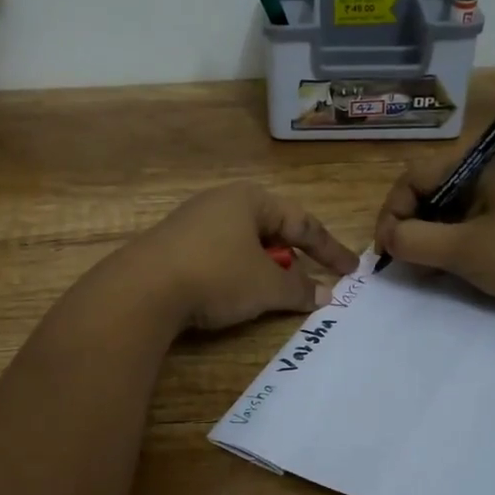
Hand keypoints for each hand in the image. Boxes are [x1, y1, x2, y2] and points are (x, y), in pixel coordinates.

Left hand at [120, 183, 360, 332]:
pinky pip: (218, 257)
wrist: (142, 289)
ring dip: (263, 270)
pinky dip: (236, 274)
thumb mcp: (266, 286)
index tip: (351, 271)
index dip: (330, 249)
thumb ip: (300, 289)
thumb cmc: (216, 275)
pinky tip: (232, 296)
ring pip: (243, 245)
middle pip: (271, 230)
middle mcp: (220, 203)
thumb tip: (325, 295)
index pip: (302, 222)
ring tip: (271, 295)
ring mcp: (192, 223)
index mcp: (250, 199)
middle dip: (292, 259)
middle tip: (309, 284)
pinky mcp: (172, 246)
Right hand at [373, 152, 494, 319]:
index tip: (385, 250)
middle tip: (400, 261)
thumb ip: (414, 241)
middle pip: (429, 192)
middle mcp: (490, 170)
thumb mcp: (464, 250)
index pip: (414, 177)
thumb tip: (388, 239)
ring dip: (428, 239)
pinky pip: (468, 225)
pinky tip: (445, 269)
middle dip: (409, 227)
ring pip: (447, 211)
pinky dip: (450, 244)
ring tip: (421, 269)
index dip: (392, 213)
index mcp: (480, 162)